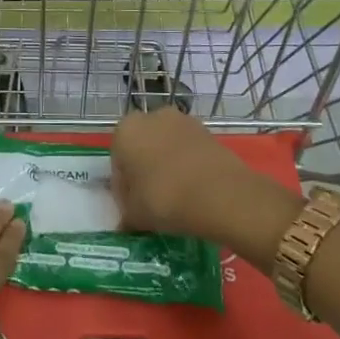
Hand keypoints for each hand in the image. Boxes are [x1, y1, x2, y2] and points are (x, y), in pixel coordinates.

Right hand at [110, 107, 253, 237]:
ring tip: (177, 196)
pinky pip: (189, 150)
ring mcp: (183, 121)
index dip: (123, 186)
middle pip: (142, 147)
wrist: (222, 195)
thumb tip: (125, 221)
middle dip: (145, 169)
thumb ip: (125, 214)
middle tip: (152, 200)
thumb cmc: (165, 199)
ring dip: (167, 165)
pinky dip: (188, 165)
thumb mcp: (135, 215)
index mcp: (125, 130)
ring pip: (166, 146)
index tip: (132, 207)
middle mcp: (151, 117)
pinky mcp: (208, 131)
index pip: (117, 160)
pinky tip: (195, 190)